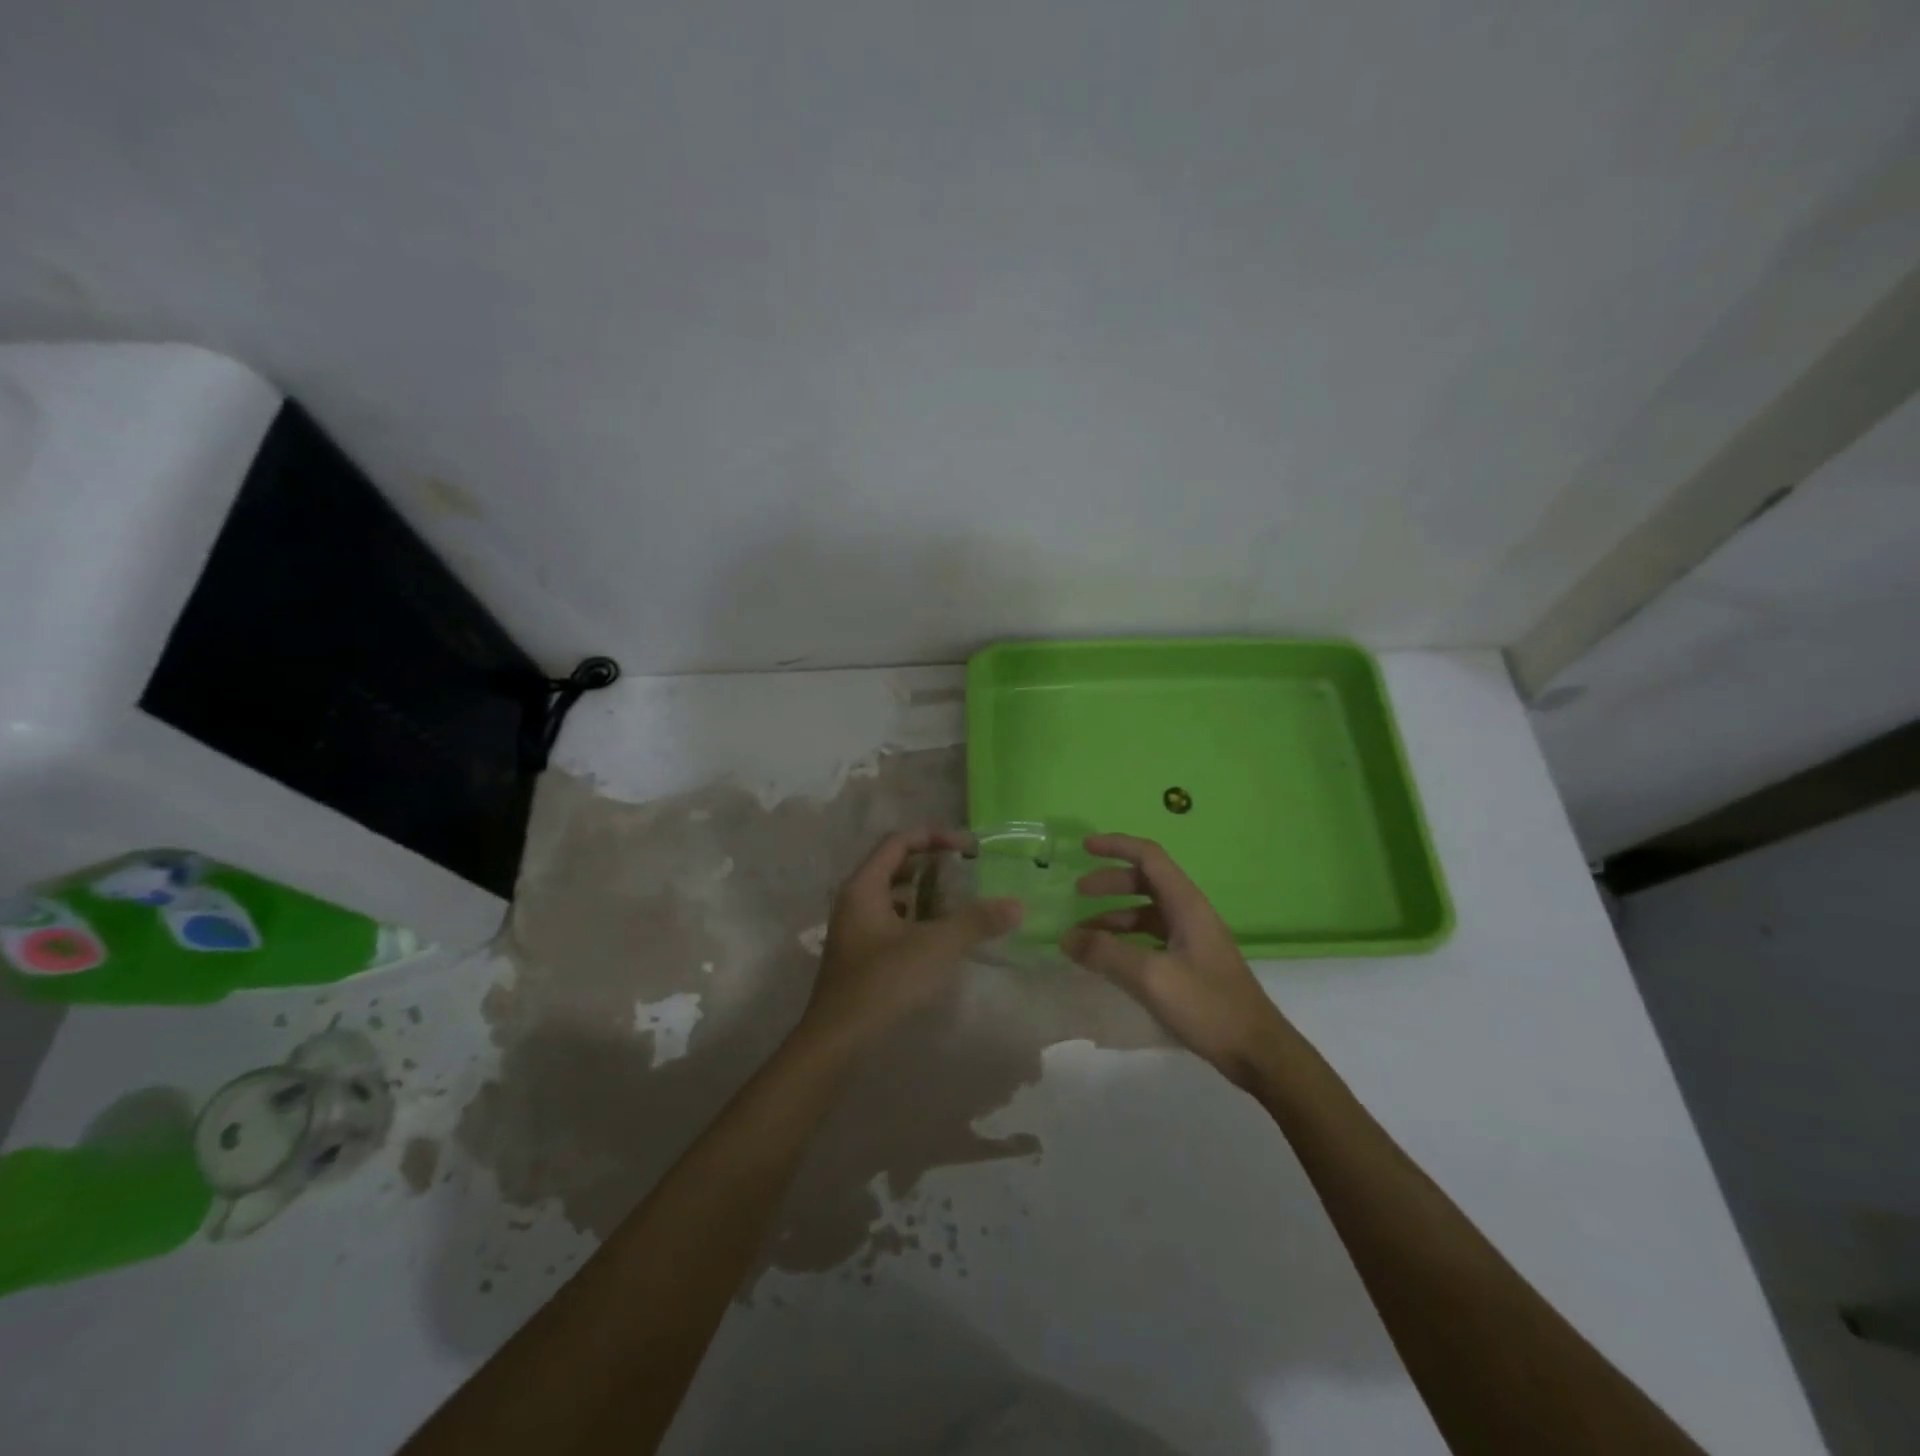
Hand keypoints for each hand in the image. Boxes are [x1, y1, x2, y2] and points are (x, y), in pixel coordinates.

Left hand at [801, 828, 1021, 1052]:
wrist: (837, 1042)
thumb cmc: (883, 983)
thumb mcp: (935, 947)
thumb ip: (976, 921)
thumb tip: (1017, 905)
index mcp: (864, 886)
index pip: (898, 842)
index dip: (934, 836)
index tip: (969, 848)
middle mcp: (855, 900)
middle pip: (895, 866)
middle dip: (932, 864)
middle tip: (967, 871)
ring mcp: (856, 930)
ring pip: (894, 896)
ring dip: (926, 893)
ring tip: (961, 901)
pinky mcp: (861, 955)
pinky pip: (892, 922)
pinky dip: (918, 919)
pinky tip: (941, 936)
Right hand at [1063, 834, 1292, 1089]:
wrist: (1258, 1051)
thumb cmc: (1208, 1006)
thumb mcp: (1151, 977)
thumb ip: (1106, 954)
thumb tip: (1066, 937)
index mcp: (1186, 904)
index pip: (1149, 856)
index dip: (1116, 846)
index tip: (1084, 847)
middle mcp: (1190, 913)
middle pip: (1146, 881)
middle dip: (1110, 882)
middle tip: (1078, 893)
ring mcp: (1192, 939)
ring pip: (1146, 912)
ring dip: (1114, 916)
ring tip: (1083, 934)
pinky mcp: (1191, 964)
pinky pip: (1151, 938)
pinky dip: (1126, 940)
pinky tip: (1108, 960)